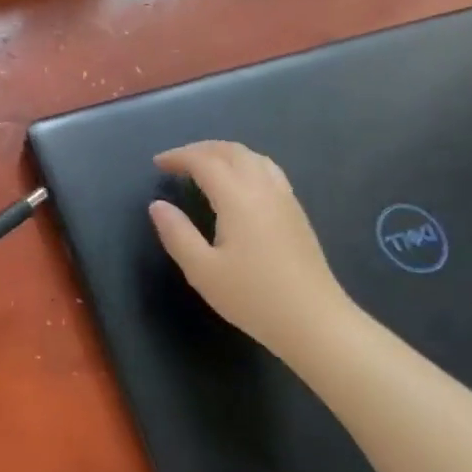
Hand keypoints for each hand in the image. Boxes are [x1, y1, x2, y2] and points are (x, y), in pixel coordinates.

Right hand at [148, 142, 353, 352]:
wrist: (314, 322)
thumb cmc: (253, 297)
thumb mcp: (202, 270)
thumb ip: (176, 233)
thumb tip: (158, 206)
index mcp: (238, 198)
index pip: (205, 162)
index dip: (179, 157)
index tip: (157, 164)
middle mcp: (263, 189)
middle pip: (232, 151)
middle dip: (201, 149)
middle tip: (177, 161)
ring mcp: (285, 199)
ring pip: (254, 158)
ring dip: (225, 153)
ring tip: (204, 166)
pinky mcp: (296, 213)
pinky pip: (268, 171)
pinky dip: (245, 164)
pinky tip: (238, 184)